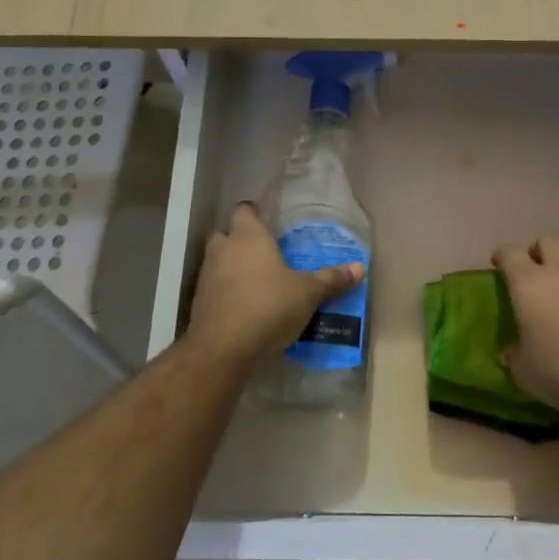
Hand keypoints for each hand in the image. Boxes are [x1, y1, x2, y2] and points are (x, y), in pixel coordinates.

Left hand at [187, 202, 364, 365]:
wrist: (223, 349)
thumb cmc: (268, 306)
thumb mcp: (308, 293)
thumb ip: (331, 279)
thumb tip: (360, 268)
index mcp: (248, 236)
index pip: (245, 210)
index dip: (256, 213)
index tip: (271, 222)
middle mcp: (223, 249)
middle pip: (227, 233)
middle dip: (242, 240)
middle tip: (266, 253)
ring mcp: (207, 276)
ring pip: (219, 261)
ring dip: (233, 267)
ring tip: (258, 282)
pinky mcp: (199, 302)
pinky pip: (214, 288)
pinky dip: (226, 292)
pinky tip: (245, 306)